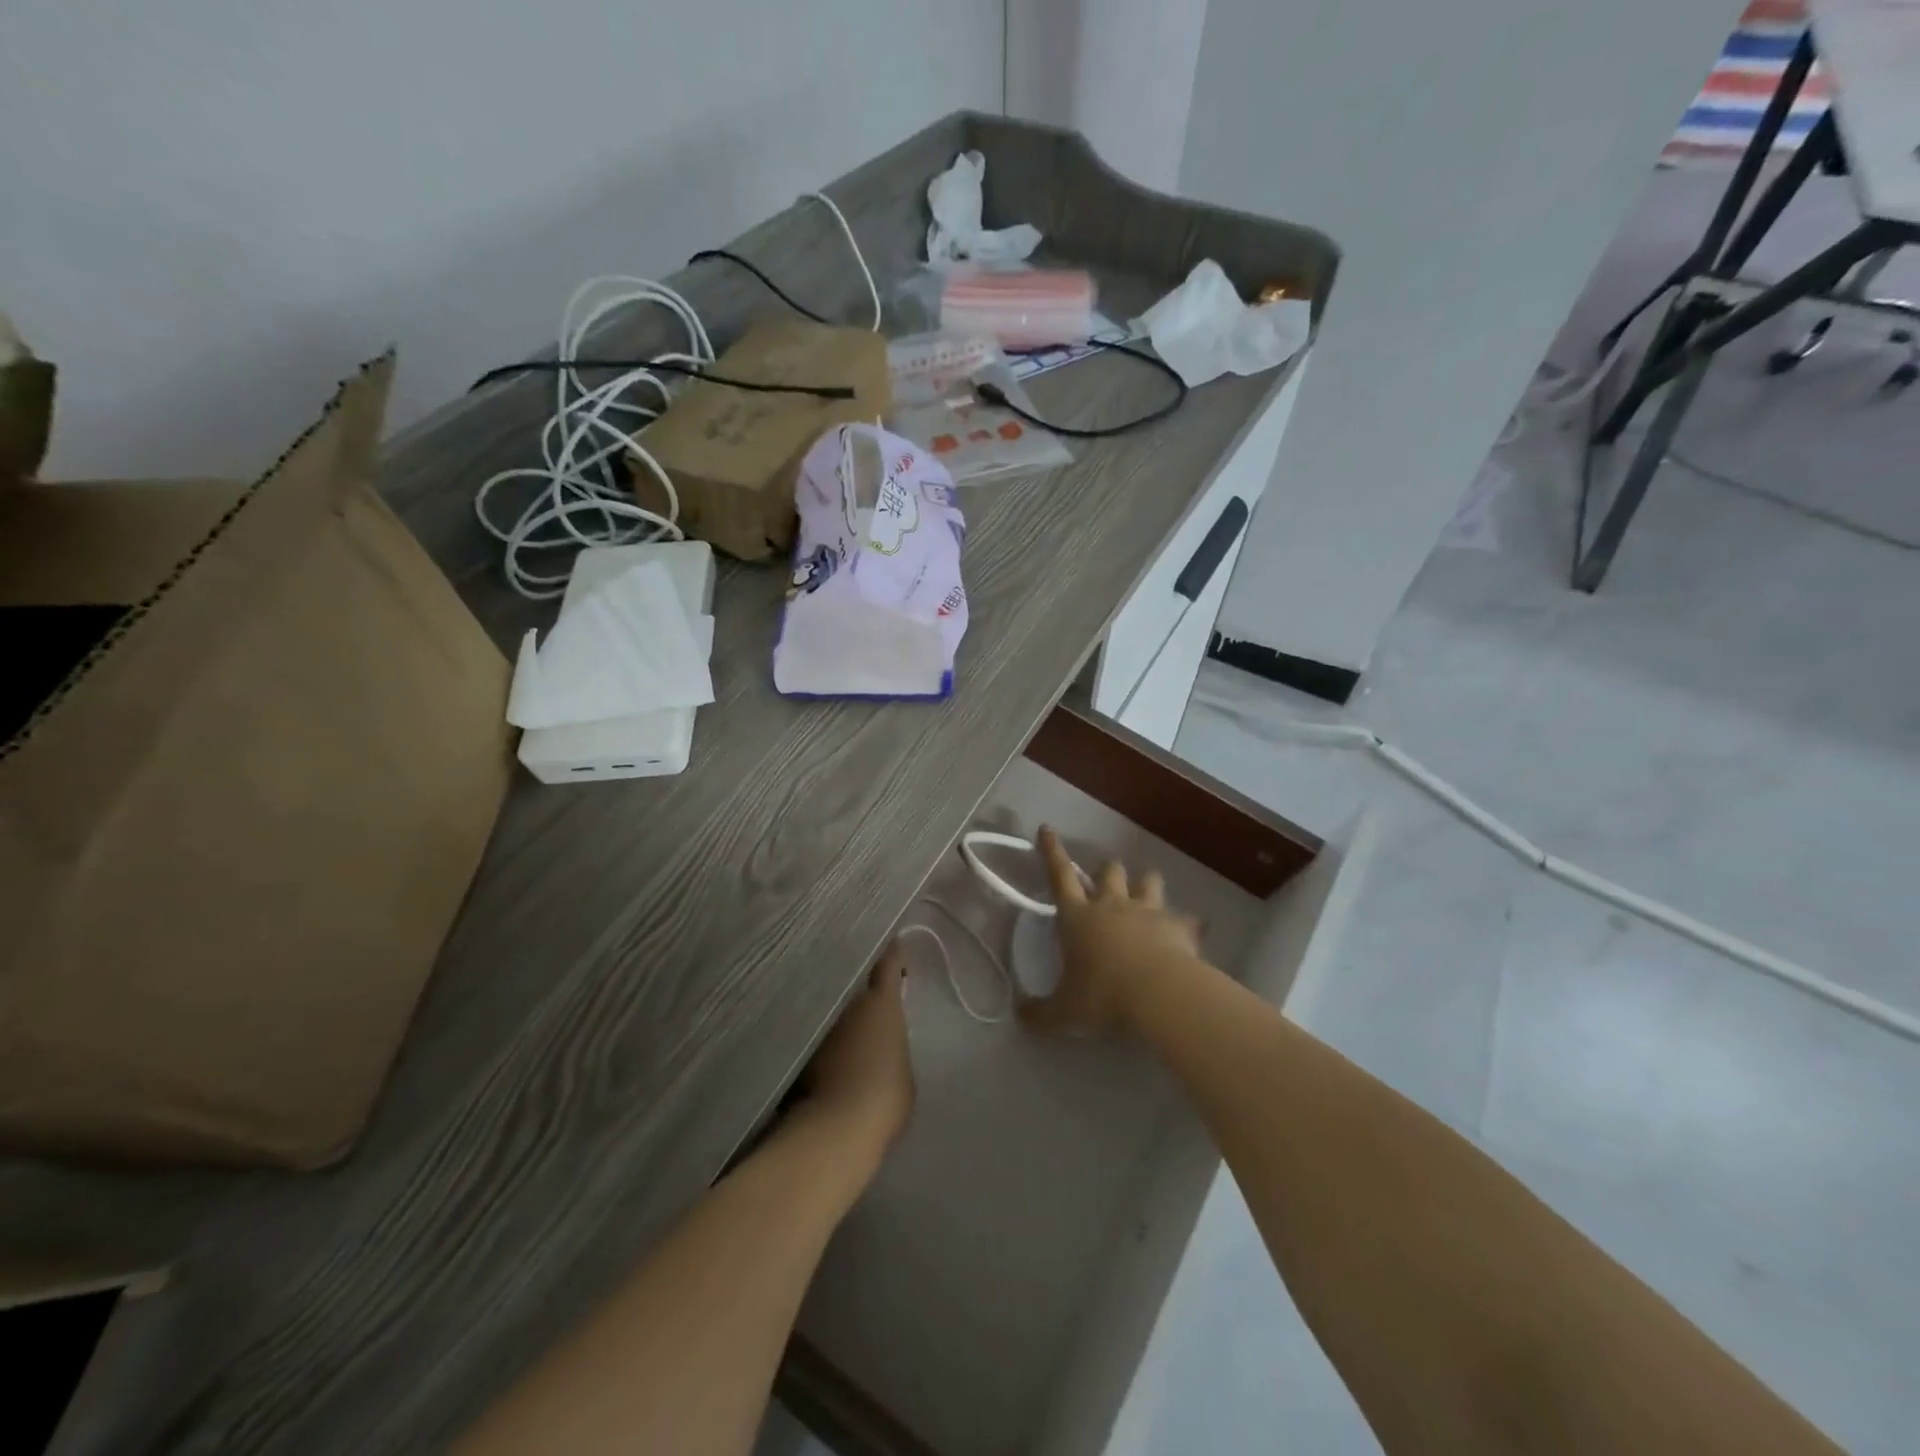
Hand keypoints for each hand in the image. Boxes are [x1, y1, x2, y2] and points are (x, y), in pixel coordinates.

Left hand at [798, 942, 914, 1164]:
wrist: (837, 1129)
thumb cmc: (886, 1095)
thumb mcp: (903, 1068)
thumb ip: (892, 1047)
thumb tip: (879, 1046)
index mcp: (881, 1003)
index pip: (887, 963)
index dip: (892, 953)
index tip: (894, 945)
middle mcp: (847, 1004)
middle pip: (851, 982)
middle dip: (858, 984)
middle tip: (867, 992)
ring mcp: (819, 1025)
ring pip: (829, 1008)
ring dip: (837, 1013)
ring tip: (845, 1026)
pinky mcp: (798, 1050)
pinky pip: (813, 1034)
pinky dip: (819, 1039)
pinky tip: (824, 1053)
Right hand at [1019, 826, 1203, 1037]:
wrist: (1157, 993)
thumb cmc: (1102, 995)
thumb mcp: (1064, 1012)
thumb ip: (1041, 1013)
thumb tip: (1020, 1016)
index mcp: (1078, 917)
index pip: (1060, 875)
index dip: (1051, 851)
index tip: (1047, 828)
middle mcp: (1112, 905)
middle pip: (1110, 871)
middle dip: (1107, 871)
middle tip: (1107, 882)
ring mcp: (1148, 911)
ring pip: (1149, 881)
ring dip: (1146, 884)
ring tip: (1147, 894)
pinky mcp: (1179, 925)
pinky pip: (1187, 918)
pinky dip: (1187, 924)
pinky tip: (1190, 932)